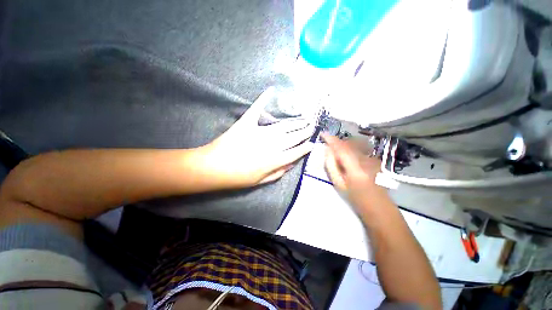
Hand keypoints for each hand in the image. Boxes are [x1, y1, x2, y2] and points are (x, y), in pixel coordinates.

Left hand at [200, 87, 314, 188]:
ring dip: (294, 123)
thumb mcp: (259, 181)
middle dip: (304, 132)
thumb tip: (291, 164)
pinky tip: (271, 91)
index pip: (295, 153)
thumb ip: (277, 173)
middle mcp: (270, 145)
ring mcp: (259, 132)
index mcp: (273, 161)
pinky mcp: (246, 123)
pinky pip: (257, 110)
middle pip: (292, 138)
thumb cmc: (236, 178)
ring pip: (282, 126)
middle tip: (312, 127)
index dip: (305, 148)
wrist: (212, 167)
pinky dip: (263, 100)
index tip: (312, 143)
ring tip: (304, 119)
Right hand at [322, 133, 390, 211]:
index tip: (322, 134)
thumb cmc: (355, 198)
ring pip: (355, 144)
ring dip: (344, 144)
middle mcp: (365, 159)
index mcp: (355, 168)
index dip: (331, 139)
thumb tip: (327, 150)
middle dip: (337, 141)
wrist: (378, 206)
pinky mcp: (375, 158)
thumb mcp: (338, 184)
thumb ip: (331, 165)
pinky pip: (360, 148)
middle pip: (348, 143)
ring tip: (337, 151)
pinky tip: (348, 155)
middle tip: (328, 146)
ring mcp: (373, 158)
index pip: (341, 148)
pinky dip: (351, 147)